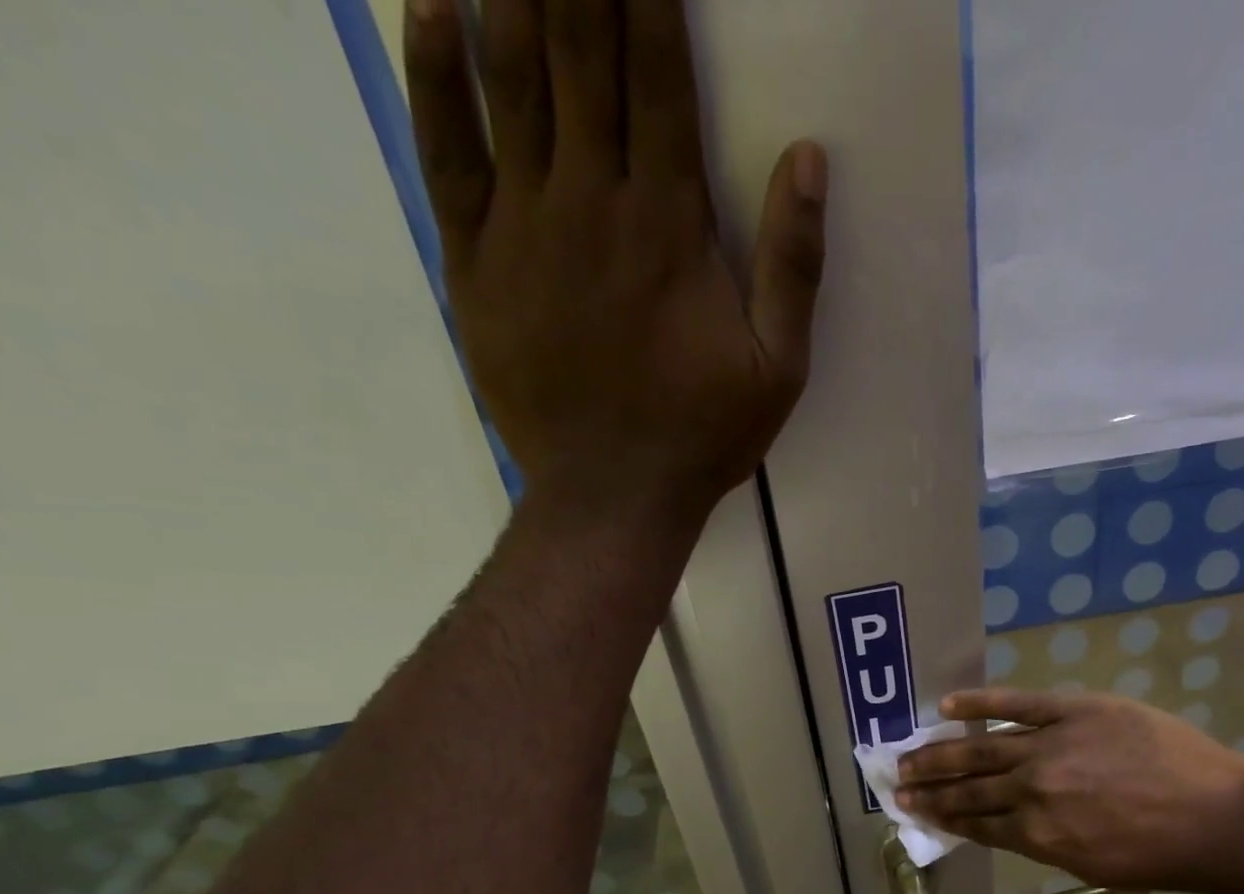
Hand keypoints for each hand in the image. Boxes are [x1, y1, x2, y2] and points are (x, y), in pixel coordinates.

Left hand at [403, 0, 827, 527]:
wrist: (612, 495)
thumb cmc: (701, 435)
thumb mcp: (778, 370)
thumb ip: (795, 267)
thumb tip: (809, 156)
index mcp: (669, 223)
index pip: (657, 69)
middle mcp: (591, 199)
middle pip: (577, 46)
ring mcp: (524, 225)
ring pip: (509, 75)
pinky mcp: (474, 260)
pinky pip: (447, 148)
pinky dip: (436, 70)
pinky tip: (434, 1)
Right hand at [896, 689, 1243, 892]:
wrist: (1217, 818)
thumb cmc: (1161, 855)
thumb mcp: (1092, 866)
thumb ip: (1045, 844)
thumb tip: (1011, 826)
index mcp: (1036, 835)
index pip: (975, 823)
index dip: (941, 816)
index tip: (914, 810)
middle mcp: (1031, 792)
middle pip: (967, 788)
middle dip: (928, 788)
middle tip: (896, 784)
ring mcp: (1049, 747)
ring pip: (980, 750)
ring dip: (939, 752)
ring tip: (908, 754)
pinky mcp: (1072, 711)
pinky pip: (1016, 704)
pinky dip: (981, 704)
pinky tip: (949, 704)